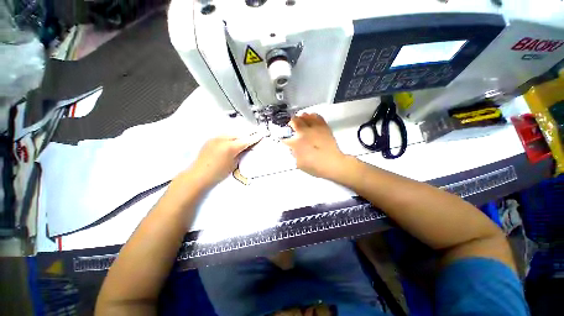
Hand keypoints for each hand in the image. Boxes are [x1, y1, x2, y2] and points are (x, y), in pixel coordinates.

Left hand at [185, 134, 262, 188]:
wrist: (199, 175)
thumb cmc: (218, 173)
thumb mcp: (233, 164)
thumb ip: (240, 154)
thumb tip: (244, 148)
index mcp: (231, 147)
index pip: (246, 140)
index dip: (254, 138)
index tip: (260, 134)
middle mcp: (224, 139)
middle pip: (239, 134)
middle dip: (246, 135)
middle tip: (253, 136)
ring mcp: (216, 138)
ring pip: (231, 134)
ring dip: (238, 136)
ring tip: (242, 139)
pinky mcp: (211, 140)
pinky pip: (223, 136)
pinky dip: (229, 137)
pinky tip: (231, 141)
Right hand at [283, 113, 346, 178]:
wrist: (332, 164)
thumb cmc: (315, 167)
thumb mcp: (299, 164)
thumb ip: (294, 154)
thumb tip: (293, 148)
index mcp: (296, 143)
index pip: (286, 138)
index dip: (284, 139)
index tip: (285, 140)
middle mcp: (304, 132)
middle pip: (294, 121)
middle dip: (291, 123)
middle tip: (292, 126)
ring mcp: (314, 128)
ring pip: (305, 116)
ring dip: (301, 118)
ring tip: (301, 120)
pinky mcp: (324, 127)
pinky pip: (317, 117)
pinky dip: (312, 116)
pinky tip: (311, 118)